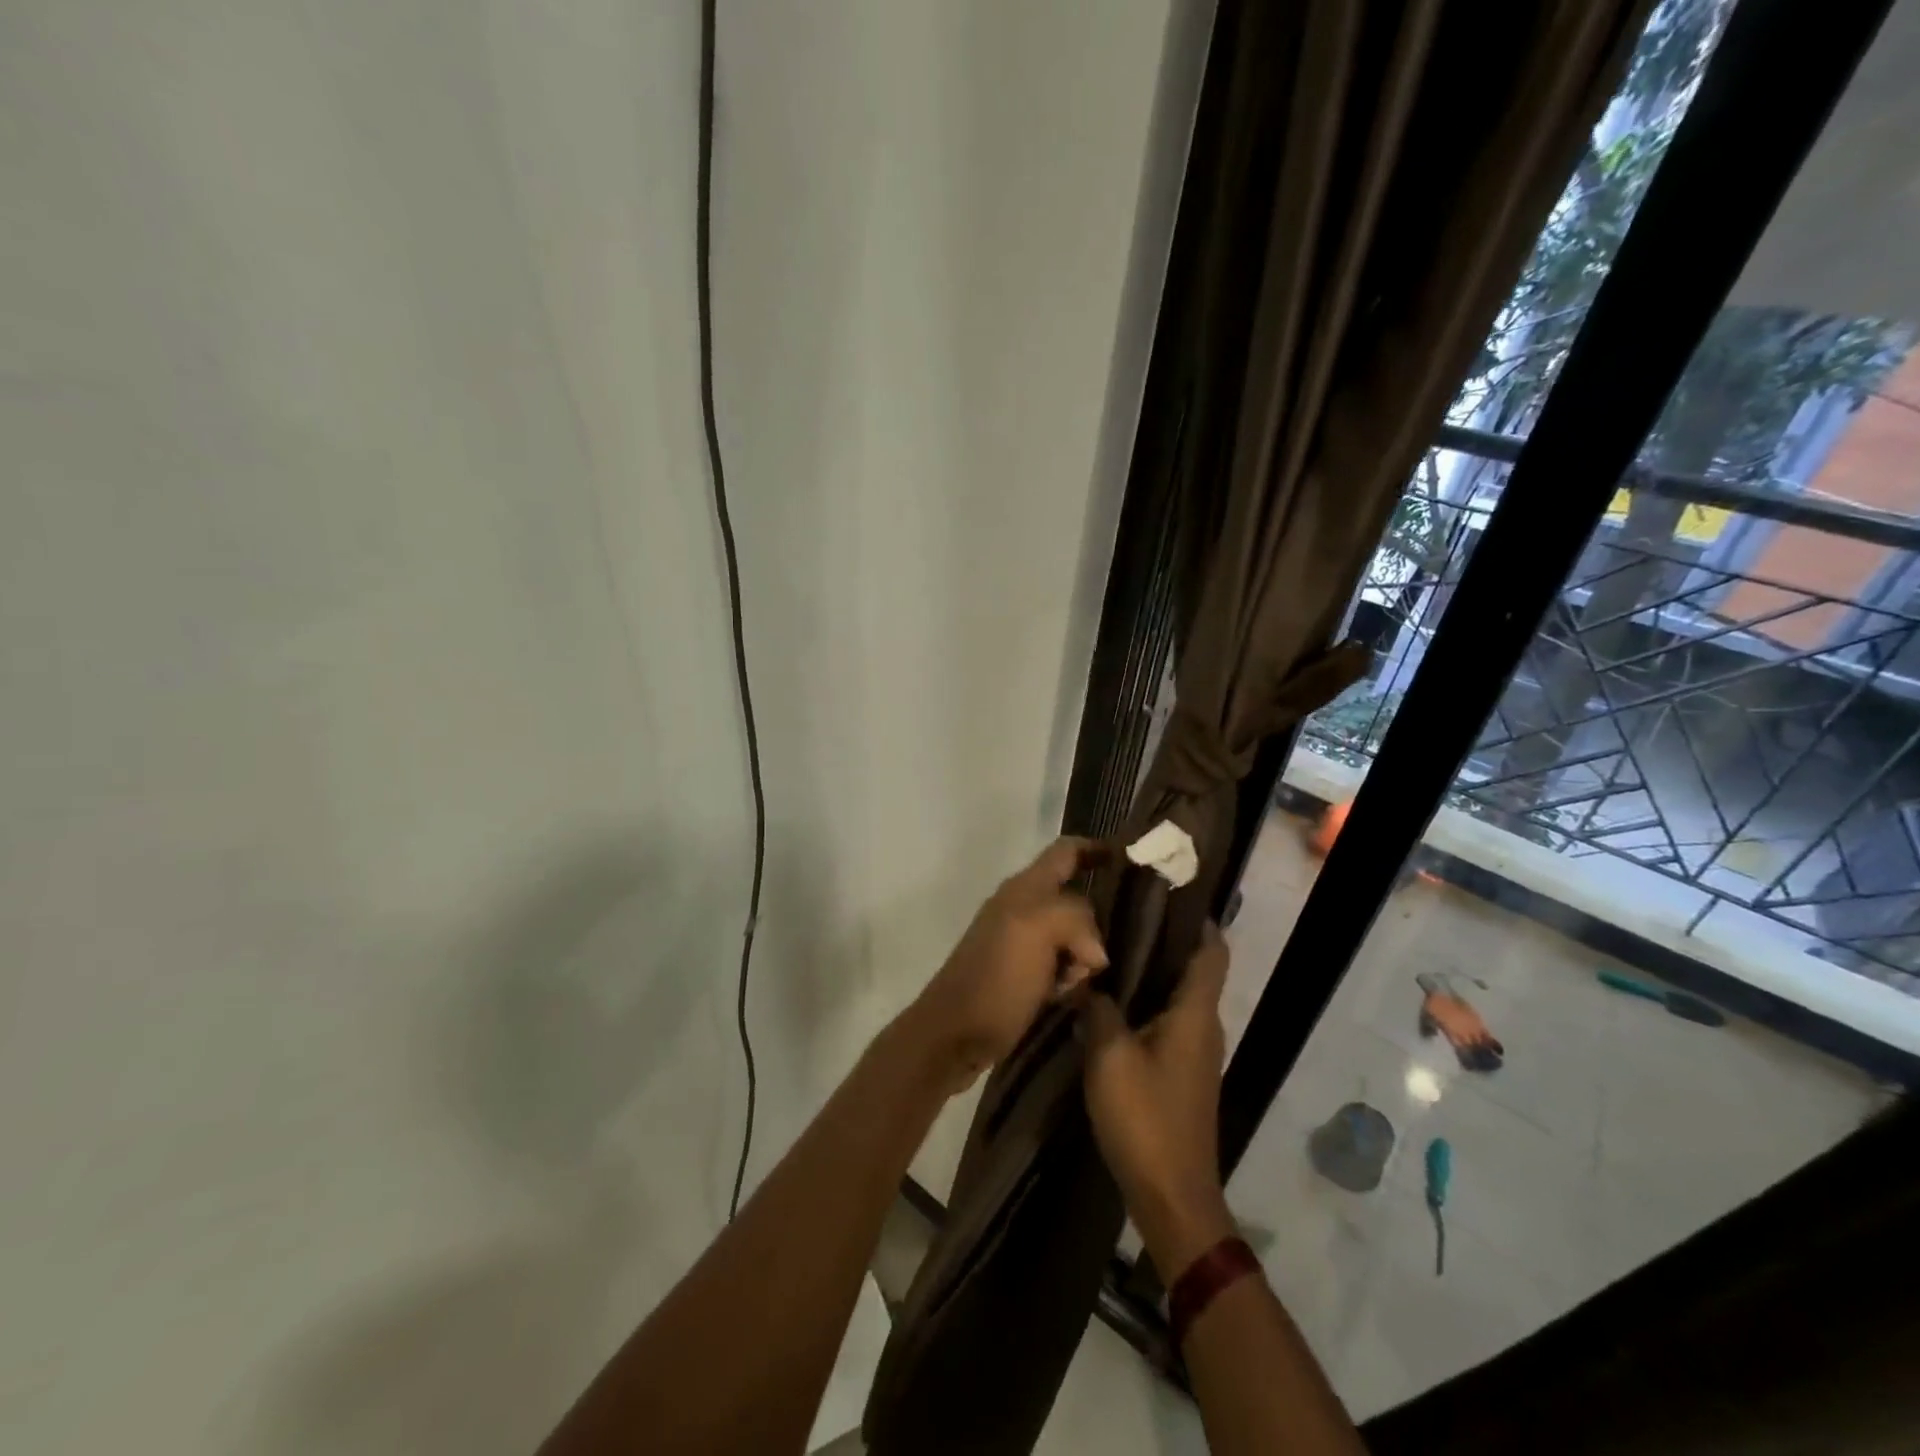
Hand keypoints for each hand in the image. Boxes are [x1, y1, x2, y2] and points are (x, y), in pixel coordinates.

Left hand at [905, 838, 1108, 1091]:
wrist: (954, 1034)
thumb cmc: (996, 977)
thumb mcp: (1038, 929)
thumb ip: (1075, 917)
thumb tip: (1095, 951)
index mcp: (1025, 887)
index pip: (1066, 851)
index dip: (1097, 848)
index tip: (1132, 858)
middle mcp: (1022, 906)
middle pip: (1076, 897)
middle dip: (1096, 922)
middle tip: (1105, 952)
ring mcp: (1020, 941)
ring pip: (1072, 936)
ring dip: (1083, 957)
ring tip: (1080, 982)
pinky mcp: (1021, 974)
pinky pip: (1061, 965)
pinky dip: (1070, 978)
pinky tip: (1067, 997)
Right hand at [1082, 922, 1234, 1276]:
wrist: (1171, 1195)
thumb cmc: (1145, 1117)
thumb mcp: (1109, 1055)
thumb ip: (1098, 1009)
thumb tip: (1088, 978)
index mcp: (1195, 1013)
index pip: (1212, 951)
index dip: (1198, 919)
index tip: (1167, 892)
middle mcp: (1203, 1025)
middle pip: (1194, 968)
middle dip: (1165, 938)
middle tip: (1120, 912)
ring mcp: (1194, 1051)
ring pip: (1178, 995)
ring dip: (1152, 970)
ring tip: (1110, 946)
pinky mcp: (1181, 1072)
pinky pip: (1167, 1020)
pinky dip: (1146, 1000)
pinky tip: (1111, 998)